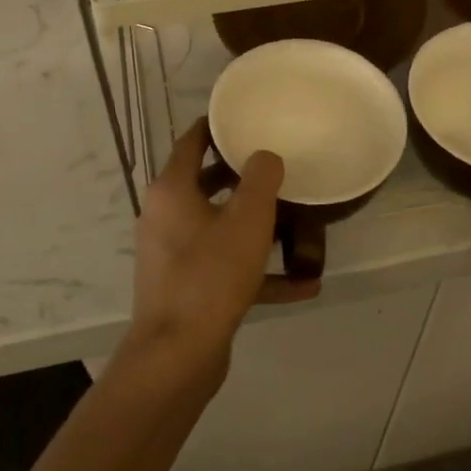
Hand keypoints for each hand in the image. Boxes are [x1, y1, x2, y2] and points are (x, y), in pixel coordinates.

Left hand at [122, 120, 318, 386]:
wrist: (178, 353)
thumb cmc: (211, 275)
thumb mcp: (247, 220)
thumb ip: (260, 180)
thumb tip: (265, 157)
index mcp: (172, 191)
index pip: (190, 143)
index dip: (214, 127)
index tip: (242, 117)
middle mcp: (166, 218)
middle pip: (206, 186)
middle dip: (241, 178)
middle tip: (277, 166)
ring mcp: (174, 256)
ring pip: (220, 229)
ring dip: (256, 228)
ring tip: (296, 222)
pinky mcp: (188, 289)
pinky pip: (227, 270)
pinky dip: (259, 273)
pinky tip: (304, 285)